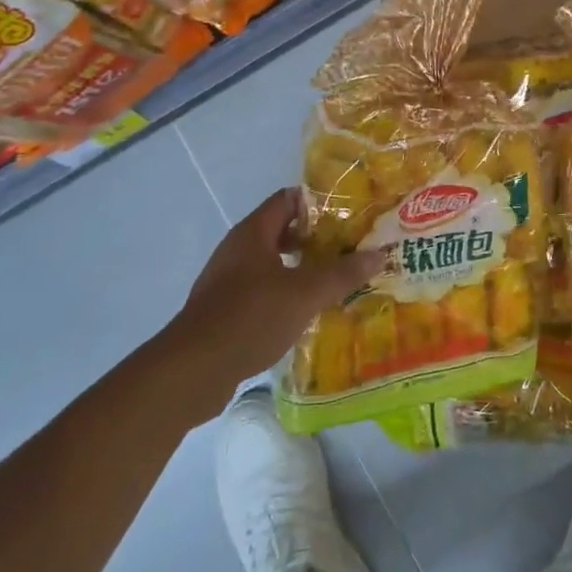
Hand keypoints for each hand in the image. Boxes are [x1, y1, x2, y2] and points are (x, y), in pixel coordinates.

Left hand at [169, 188, 383, 389]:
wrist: (192, 371)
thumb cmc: (250, 317)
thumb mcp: (305, 294)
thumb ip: (342, 273)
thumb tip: (380, 254)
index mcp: (253, 233)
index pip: (288, 199)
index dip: (319, 202)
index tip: (350, 214)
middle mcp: (237, 249)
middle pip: (281, 231)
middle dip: (316, 238)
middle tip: (350, 247)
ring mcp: (227, 281)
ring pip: (272, 263)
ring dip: (301, 269)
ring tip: (334, 279)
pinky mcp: (223, 311)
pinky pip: (261, 291)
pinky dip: (284, 294)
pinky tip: (305, 312)